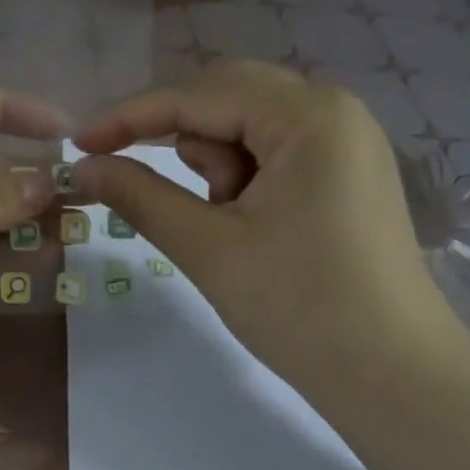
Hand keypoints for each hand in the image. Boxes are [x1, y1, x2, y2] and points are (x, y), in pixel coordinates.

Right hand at [71, 61, 455, 395]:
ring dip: (217, 172)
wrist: (391, 375)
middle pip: (228, 101)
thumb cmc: (299, 307)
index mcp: (309, 114)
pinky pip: (276, 160)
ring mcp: (346, 145)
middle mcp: (335, 111)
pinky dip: (243, 186)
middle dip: (178, 143)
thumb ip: (141, 196)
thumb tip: (85, 166)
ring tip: (224, 231)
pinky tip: (247, 230)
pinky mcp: (346, 178)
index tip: (79, 144)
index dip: (132, 116)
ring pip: (250, 132)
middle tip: (136, 185)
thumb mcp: (208, 248)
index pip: (201, 94)